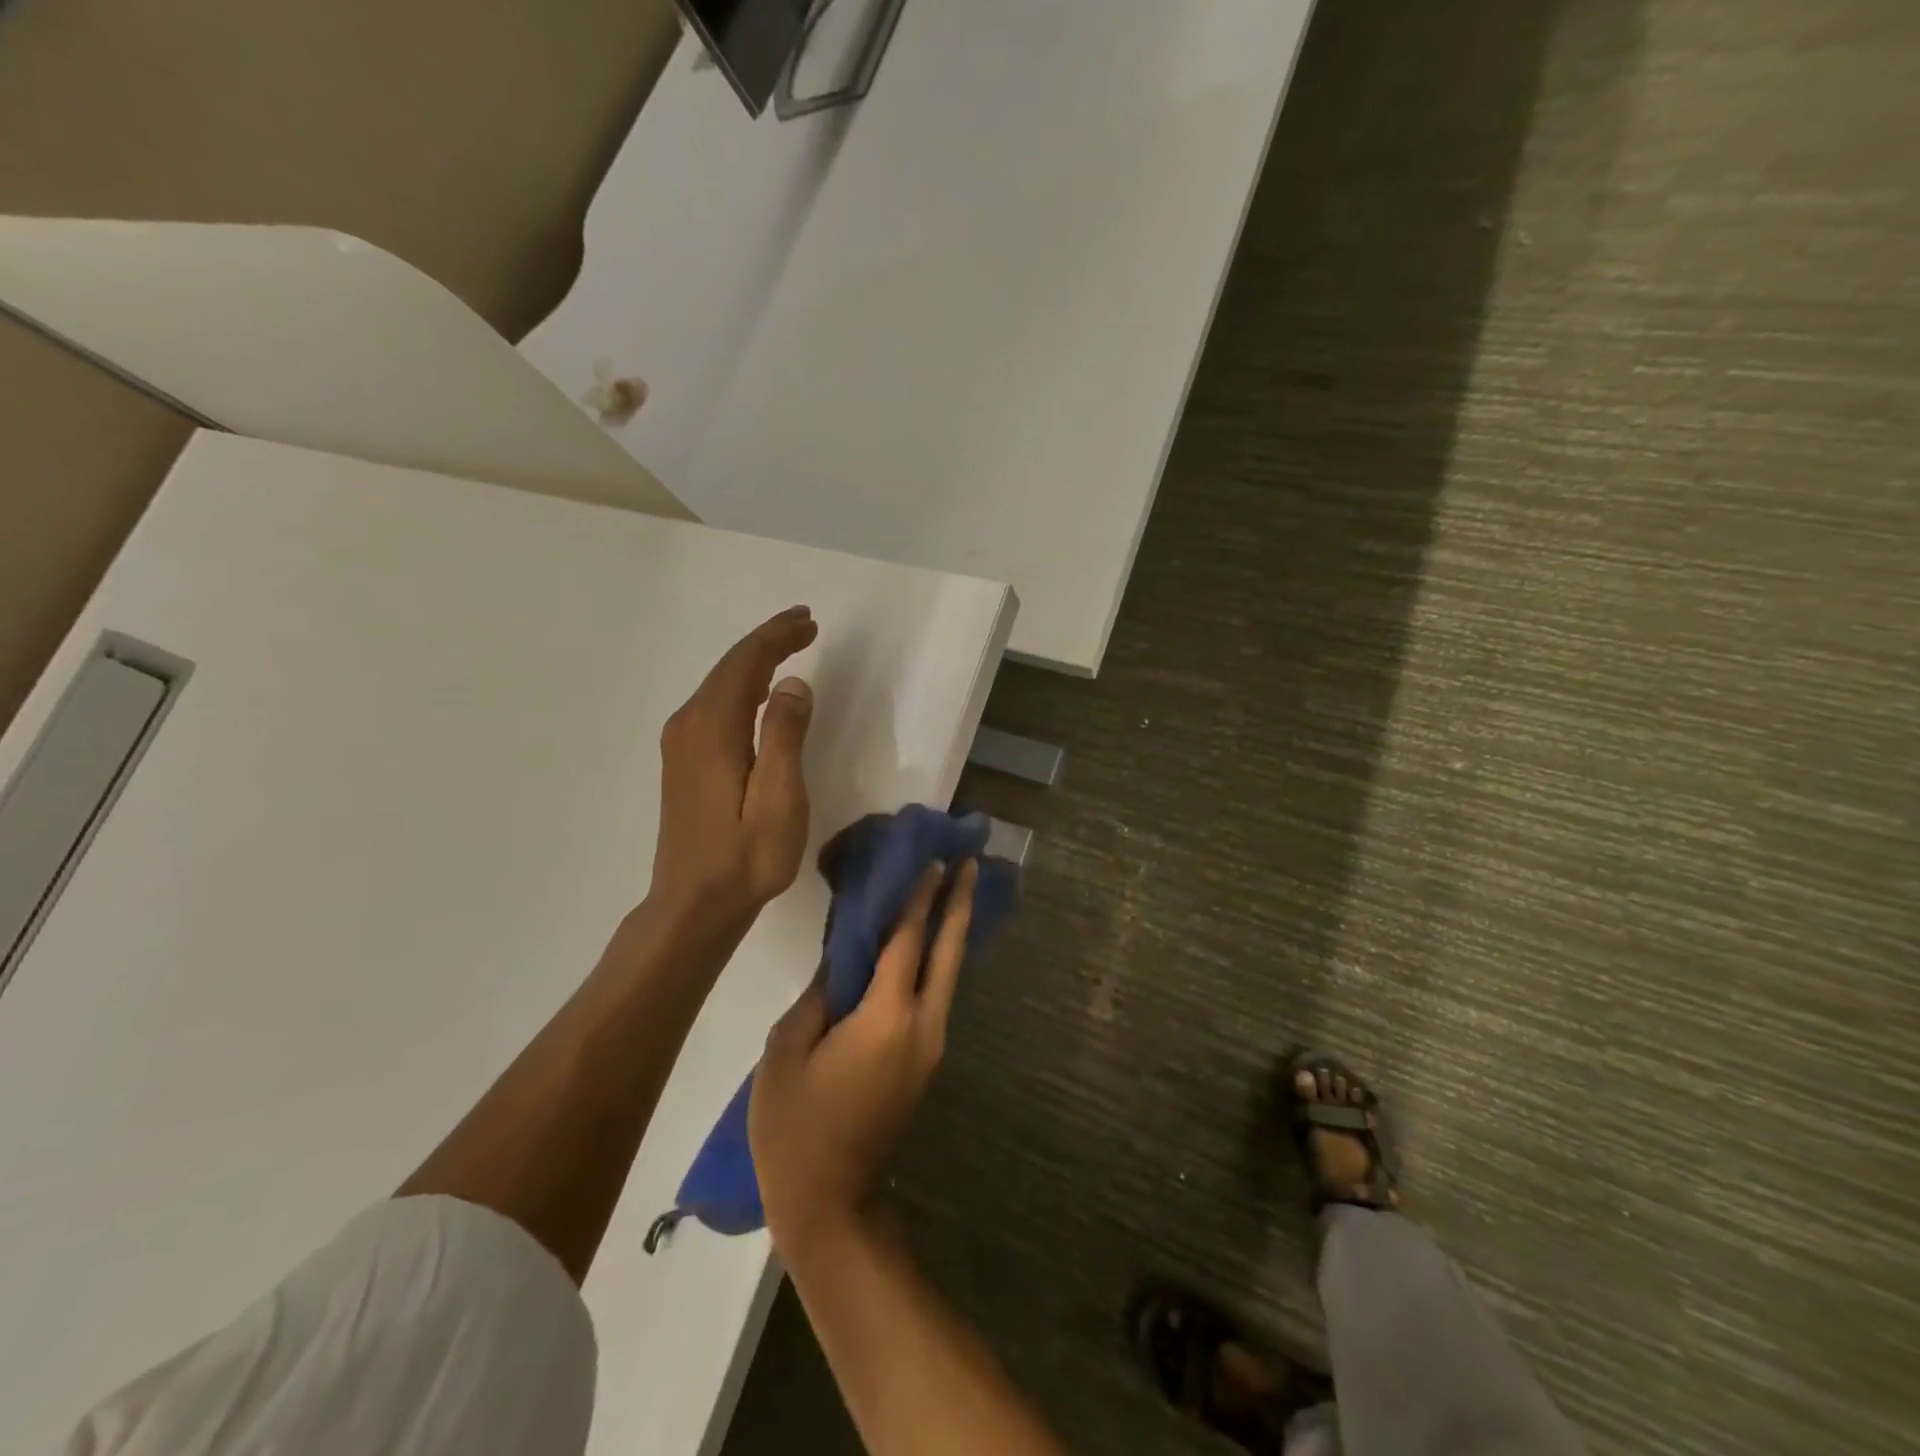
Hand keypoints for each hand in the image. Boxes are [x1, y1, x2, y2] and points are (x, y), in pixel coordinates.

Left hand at [649, 606, 818, 924]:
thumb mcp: (779, 800)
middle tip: (804, 624)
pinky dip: (742, 687)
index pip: (746, 663)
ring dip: (755, 662)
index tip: (808, 622)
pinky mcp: (683, 761)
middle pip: (730, 667)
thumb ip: (785, 737)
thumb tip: (793, 685)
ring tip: (789, 647)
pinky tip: (760, 693)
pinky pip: (715, 705)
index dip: (777, 637)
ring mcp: (681, 743)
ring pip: (720, 685)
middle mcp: (689, 725)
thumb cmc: (745, 857)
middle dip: (767, 642)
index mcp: (713, 728)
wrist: (693, 904)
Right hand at [751, 860, 978, 1259]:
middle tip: (970, 863)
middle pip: (948, 952)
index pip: (908, 941)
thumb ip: (820, 994)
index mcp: (887, 1018)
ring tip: (956, 891)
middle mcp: (923, 1025)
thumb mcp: (787, 1051)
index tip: (934, 859)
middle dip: (960, 904)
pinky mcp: (925, 1061)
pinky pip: (937, 996)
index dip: (920, 897)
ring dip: (953, 930)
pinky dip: (938, 961)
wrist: (831, 1204)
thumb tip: (845, 957)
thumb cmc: (796, 1127)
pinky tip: (930, 944)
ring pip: (949, 974)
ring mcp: (931, 1046)